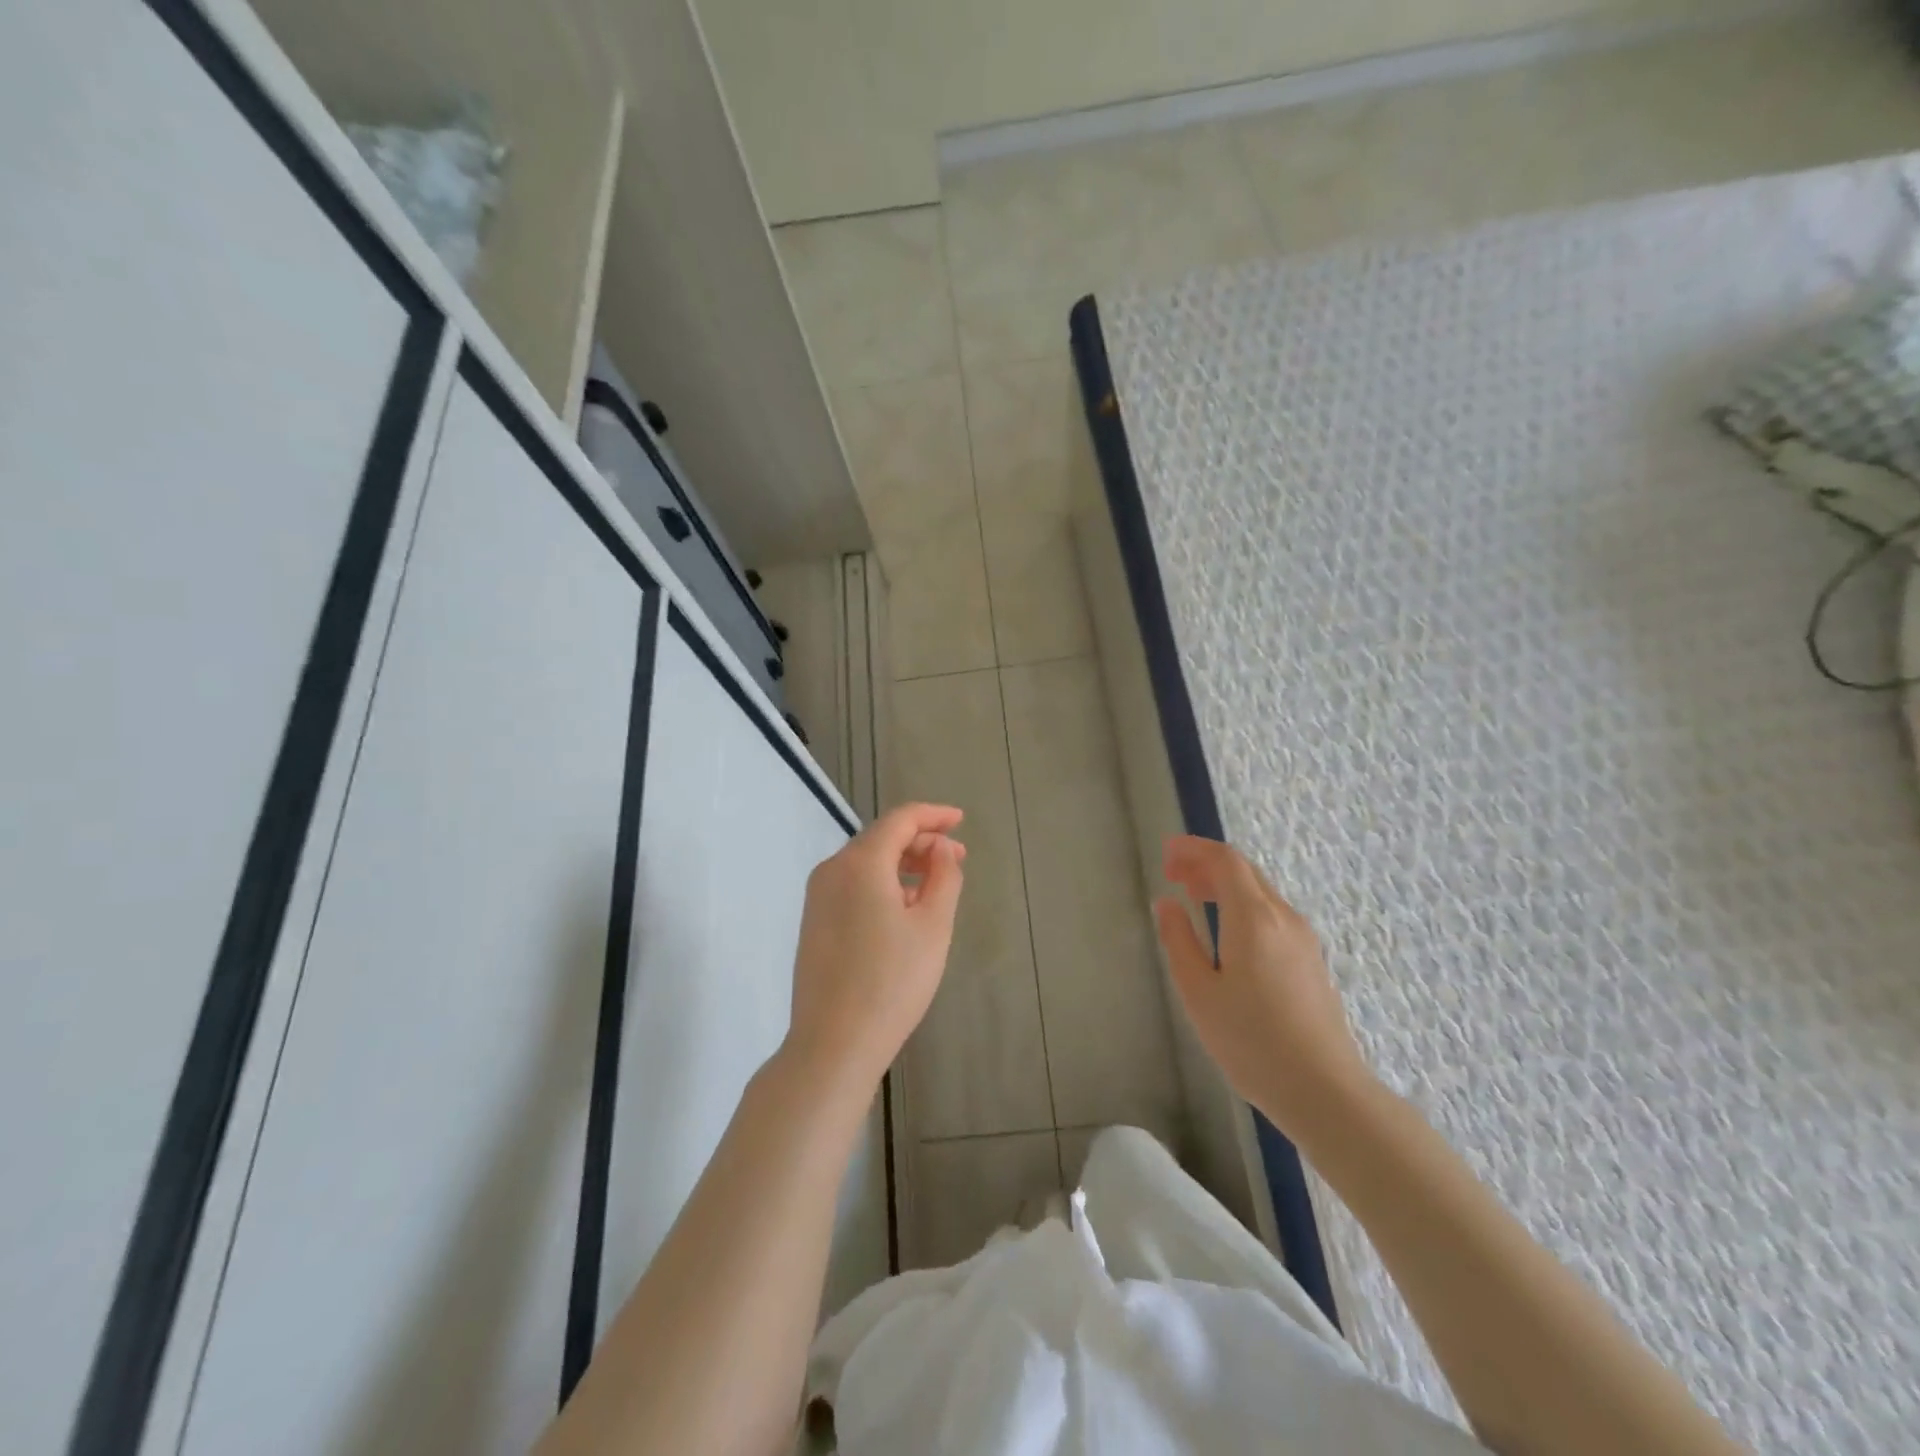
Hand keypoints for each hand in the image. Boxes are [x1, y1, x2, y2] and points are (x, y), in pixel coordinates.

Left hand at [785, 803, 966, 1094]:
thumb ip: (944, 876)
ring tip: (935, 885)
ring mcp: (817, 897)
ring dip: (902, 863)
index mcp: (860, 863)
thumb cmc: (892, 982)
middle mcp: (832, 870)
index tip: (960, 820)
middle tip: (956, 859)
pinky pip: (852, 885)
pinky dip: (881, 882)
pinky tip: (903, 907)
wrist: (833, 1043)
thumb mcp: (932, 926)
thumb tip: (941, 849)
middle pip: (880, 838)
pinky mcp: (813, 922)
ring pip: (865, 862)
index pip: (900, 820)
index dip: (933, 815)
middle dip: (920, 841)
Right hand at [1153, 835, 1370, 1136]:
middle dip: (1207, 863)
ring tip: (1194, 896)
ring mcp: (1303, 939)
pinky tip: (1227, 930)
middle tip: (1173, 874)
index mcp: (1254, 918)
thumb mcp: (1199, 992)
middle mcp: (1283, 917)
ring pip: (1261, 892)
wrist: (1324, 1091)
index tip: (1166, 854)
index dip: (1193, 849)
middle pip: (1245, 871)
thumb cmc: (1251, 1042)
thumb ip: (1179, 940)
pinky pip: (1272, 913)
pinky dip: (1243, 904)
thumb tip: (1167, 904)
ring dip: (1225, 884)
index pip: (1225, 860)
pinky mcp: (1311, 960)